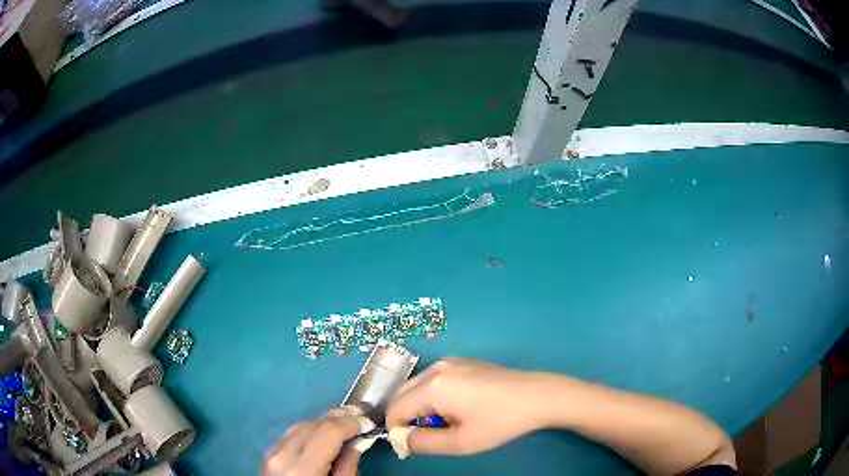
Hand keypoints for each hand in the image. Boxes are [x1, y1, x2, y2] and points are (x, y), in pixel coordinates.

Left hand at [263, 406, 374, 475]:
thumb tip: (356, 443)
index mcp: (302, 469)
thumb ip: (347, 467)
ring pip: (299, 426)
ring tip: (344, 422)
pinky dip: (308, 431)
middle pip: (312, 424)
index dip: (350, 422)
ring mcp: (271, 454)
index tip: (367, 421)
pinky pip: (289, 435)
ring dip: (323, 422)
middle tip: (359, 414)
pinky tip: (320, 434)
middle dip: (338, 417)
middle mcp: (282, 455)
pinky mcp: (267, 455)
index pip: (328, 431)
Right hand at [386, 358, 547, 455]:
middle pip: (401, 394)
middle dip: (406, 418)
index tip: (412, 445)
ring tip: (446, 422)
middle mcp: (436, 368)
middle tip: (429, 435)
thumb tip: (402, 439)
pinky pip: (431, 379)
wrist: (537, 396)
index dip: (397, 430)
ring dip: (419, 407)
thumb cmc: (499, 422)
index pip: (395, 409)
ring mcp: (449, 361)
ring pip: (415, 387)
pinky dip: (431, 396)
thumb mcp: (460, 442)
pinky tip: (457, 407)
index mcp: (433, 386)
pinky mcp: (461, 361)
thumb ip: (423, 443)